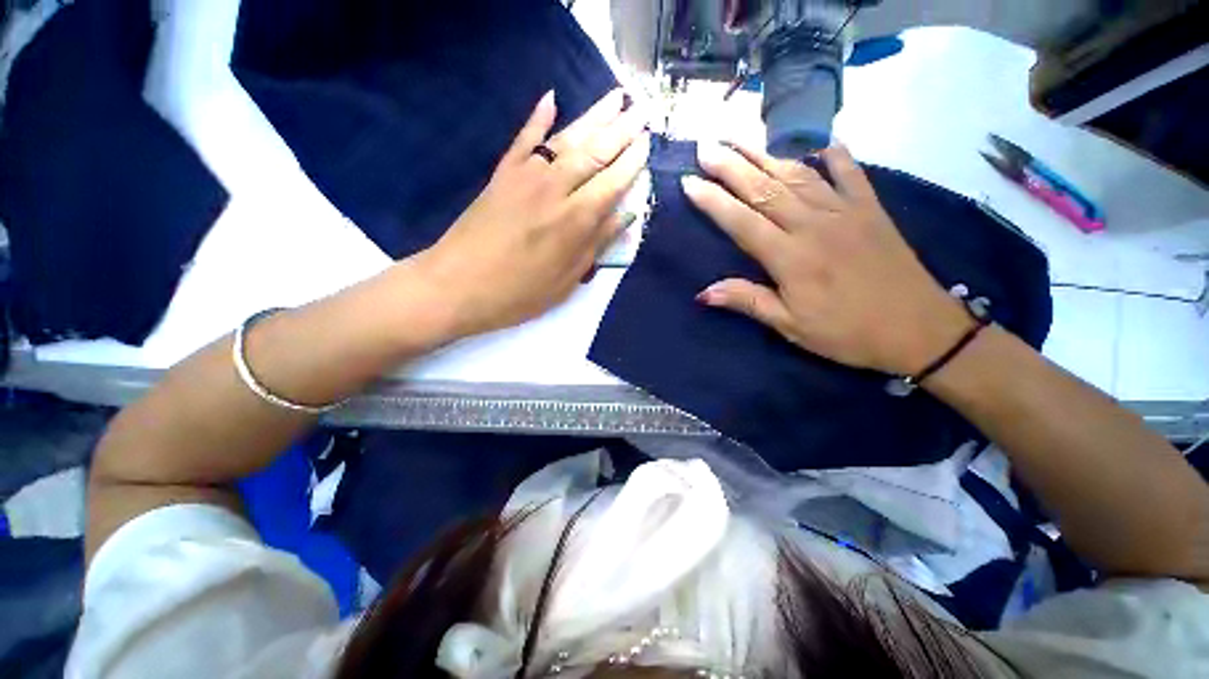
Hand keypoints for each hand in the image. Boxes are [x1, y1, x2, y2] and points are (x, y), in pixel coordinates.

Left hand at [416, 89, 648, 338]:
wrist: (457, 285)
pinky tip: (551, 96)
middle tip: (642, 108)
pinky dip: (538, 116)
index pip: (612, 183)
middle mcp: (555, 190)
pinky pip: (524, 138)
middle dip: (622, 129)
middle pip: (594, 152)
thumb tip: (625, 215)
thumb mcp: (566, 280)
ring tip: (615, 96)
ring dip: (593, 116)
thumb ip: (596, 244)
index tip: (648, 142)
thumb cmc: (518, 293)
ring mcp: (526, 177)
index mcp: (575, 221)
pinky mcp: (502, 173)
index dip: (632, 162)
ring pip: (566, 139)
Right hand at [683, 141, 971, 375]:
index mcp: (790, 258)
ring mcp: (844, 211)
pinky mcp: (871, 209)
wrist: (919, 329)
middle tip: (705, 146)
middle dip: (730, 165)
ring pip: (797, 174)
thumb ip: (748, 301)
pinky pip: (849, 172)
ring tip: (739, 139)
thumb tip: (703, 293)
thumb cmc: (846, 333)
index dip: (712, 201)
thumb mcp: (791, 326)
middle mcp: (813, 225)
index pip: (741, 221)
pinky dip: (834, 154)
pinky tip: (819, 140)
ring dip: (765, 154)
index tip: (689, 182)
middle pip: (764, 189)